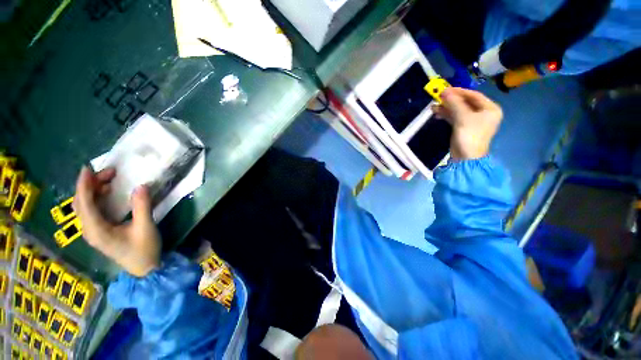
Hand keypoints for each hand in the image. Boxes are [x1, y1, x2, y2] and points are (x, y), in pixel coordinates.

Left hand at [73, 166, 160, 276]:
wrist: (143, 268)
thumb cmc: (144, 249)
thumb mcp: (146, 227)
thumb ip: (142, 207)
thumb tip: (141, 185)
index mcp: (97, 230)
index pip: (85, 203)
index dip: (85, 184)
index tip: (88, 168)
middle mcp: (89, 230)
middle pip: (81, 203)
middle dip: (90, 184)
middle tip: (110, 173)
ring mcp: (93, 231)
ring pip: (84, 206)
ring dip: (93, 190)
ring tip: (109, 179)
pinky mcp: (99, 231)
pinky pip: (91, 210)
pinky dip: (96, 197)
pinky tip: (108, 193)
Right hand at [433, 87, 502, 159]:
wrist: (466, 157)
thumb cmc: (469, 135)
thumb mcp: (463, 117)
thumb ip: (454, 103)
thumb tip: (444, 91)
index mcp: (490, 109)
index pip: (474, 95)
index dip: (459, 91)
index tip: (446, 89)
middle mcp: (483, 113)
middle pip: (465, 102)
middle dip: (451, 100)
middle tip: (438, 97)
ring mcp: (473, 121)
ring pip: (459, 110)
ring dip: (447, 107)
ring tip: (434, 106)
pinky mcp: (463, 127)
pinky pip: (455, 117)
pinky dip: (446, 114)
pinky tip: (437, 113)